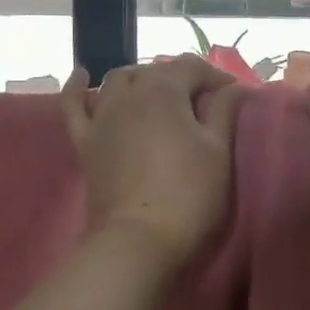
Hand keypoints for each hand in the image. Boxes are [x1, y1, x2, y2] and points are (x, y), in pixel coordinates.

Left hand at [61, 55, 242, 270]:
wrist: (138, 243)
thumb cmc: (188, 195)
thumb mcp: (218, 152)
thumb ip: (224, 111)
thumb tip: (233, 87)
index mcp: (163, 91)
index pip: (191, 67)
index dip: (216, 76)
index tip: (235, 94)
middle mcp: (128, 94)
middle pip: (155, 72)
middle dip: (181, 78)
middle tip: (204, 102)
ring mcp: (101, 117)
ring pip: (118, 80)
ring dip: (140, 79)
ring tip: (158, 94)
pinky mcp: (84, 142)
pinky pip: (74, 106)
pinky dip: (78, 88)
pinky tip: (83, 77)